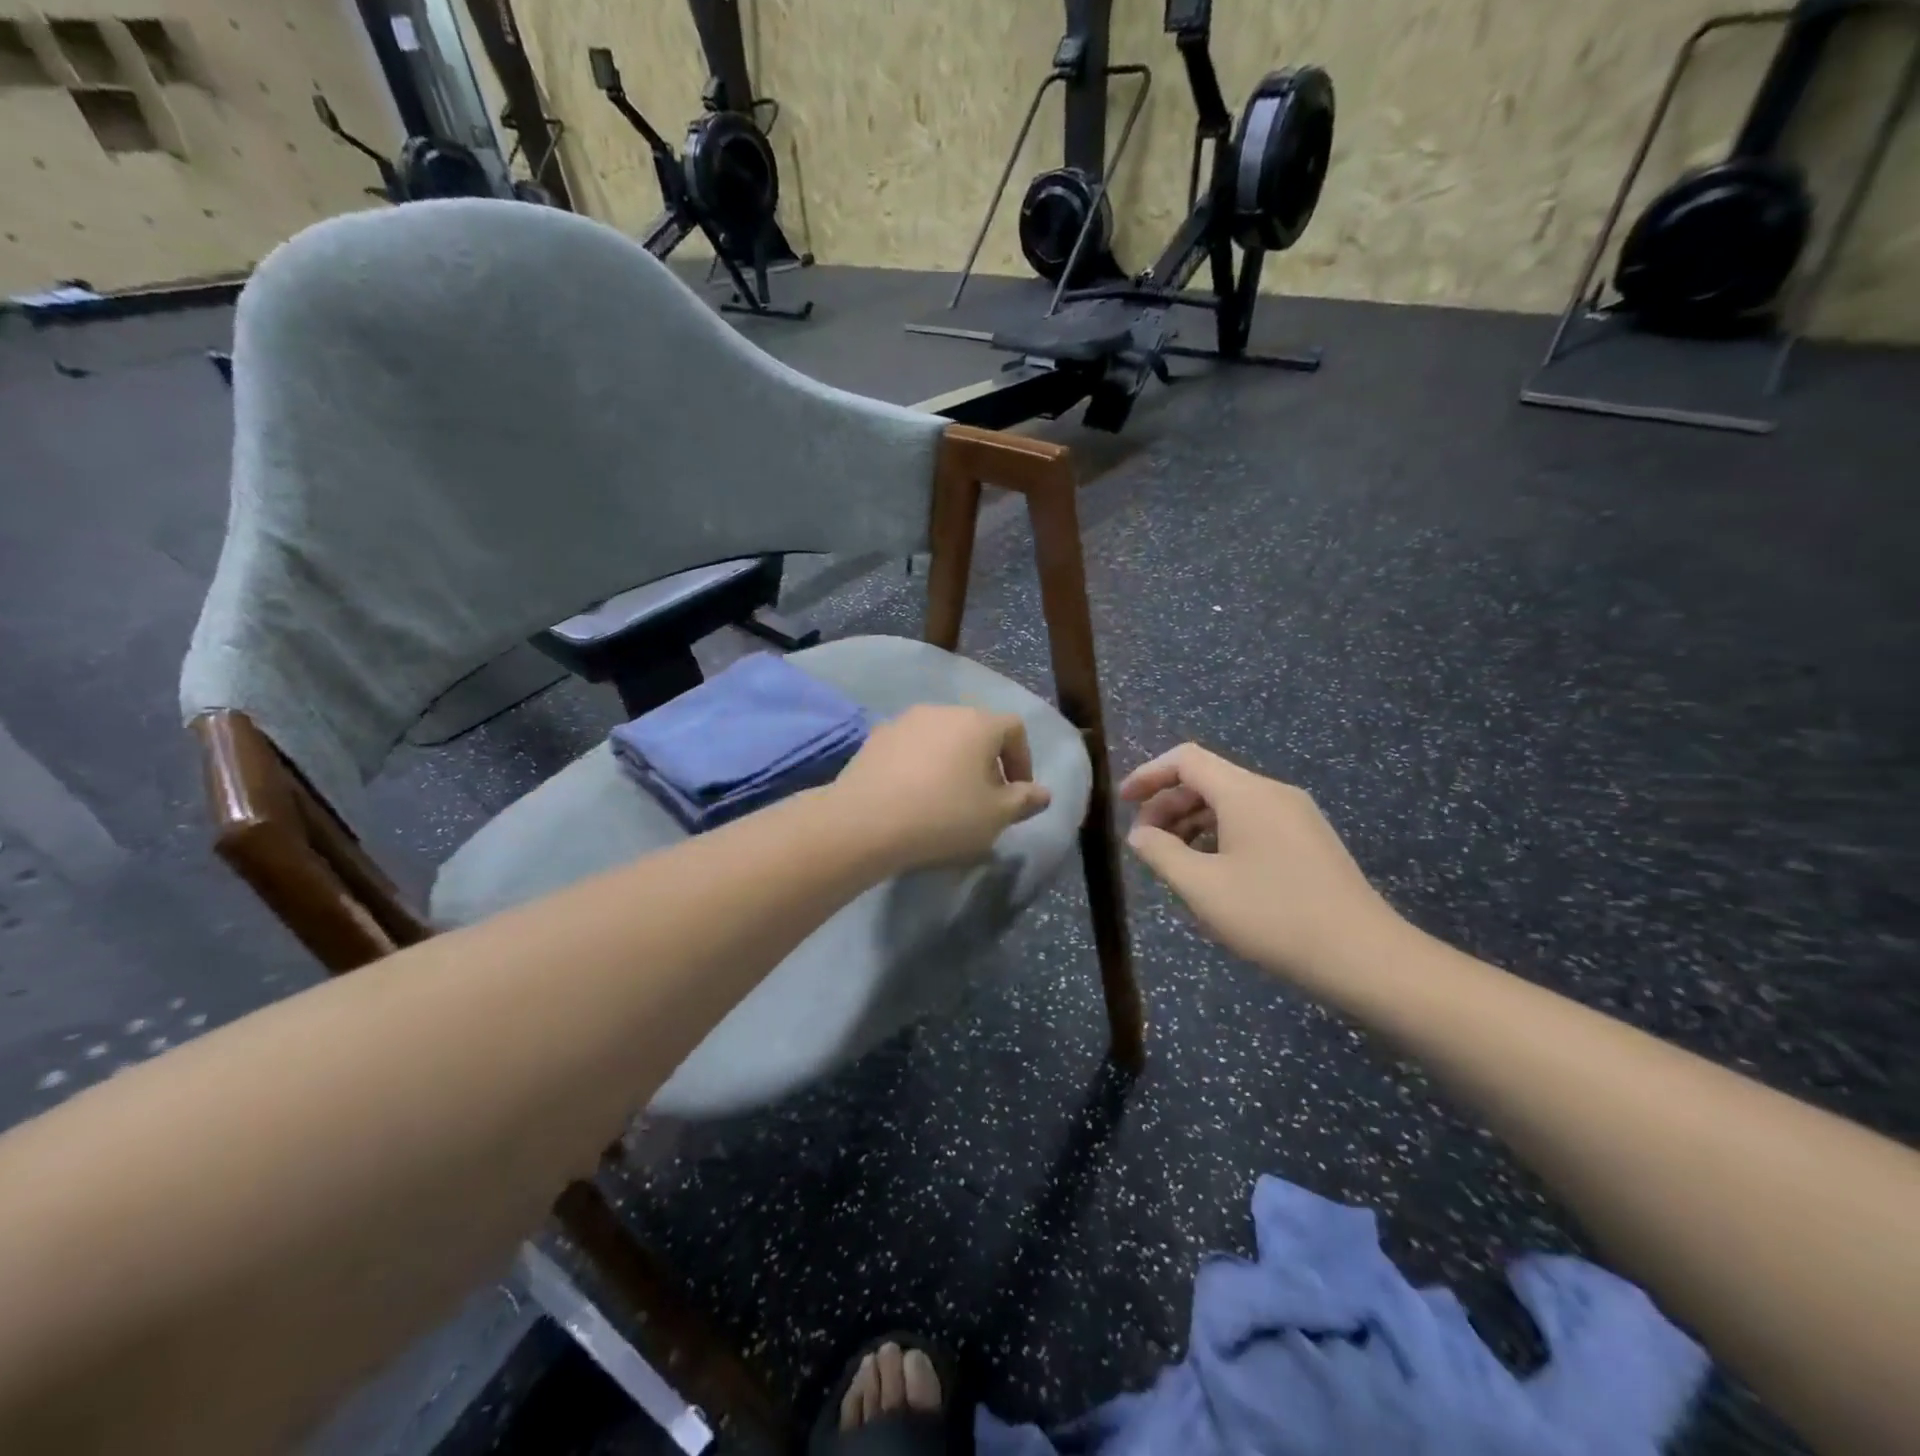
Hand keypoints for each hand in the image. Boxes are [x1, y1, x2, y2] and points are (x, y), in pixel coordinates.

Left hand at [833, 706, 1051, 869]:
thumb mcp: (996, 816)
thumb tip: (1042, 793)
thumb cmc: (943, 816)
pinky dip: (920, 765)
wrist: (864, 822)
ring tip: (947, 798)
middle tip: (984, 798)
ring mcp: (904, 721)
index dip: (1022, 760)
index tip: (1017, 793)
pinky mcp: (875, 738)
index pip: (1014, 729)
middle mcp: (942, 711)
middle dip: (987, 761)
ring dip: (952, 761)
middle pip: (976, 729)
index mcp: (978, 722)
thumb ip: (1024, 801)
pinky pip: (911, 748)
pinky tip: (913, 796)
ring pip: (941, 737)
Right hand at [1120, 743, 1400, 981]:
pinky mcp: (1309, 839)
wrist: (1363, 956)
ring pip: (1231, 802)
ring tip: (1174, 859)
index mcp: (1245, 793)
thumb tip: (1139, 834)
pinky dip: (1221, 833)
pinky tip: (1214, 870)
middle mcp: (1272, 792)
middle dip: (1168, 804)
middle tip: (1145, 842)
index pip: (1186, 760)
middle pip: (1208, 779)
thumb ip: (1161, 853)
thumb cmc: (1273, 916)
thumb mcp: (1202, 888)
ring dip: (1193, 821)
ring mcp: (1297, 814)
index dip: (1149, 774)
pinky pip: (1253, 820)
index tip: (1123, 802)